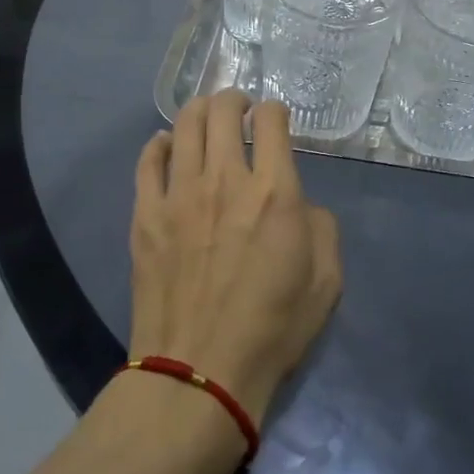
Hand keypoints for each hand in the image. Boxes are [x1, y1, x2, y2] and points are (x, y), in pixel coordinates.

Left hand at [129, 92, 341, 425]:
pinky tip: (168, 146)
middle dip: (235, 99)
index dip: (275, 111)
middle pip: (223, 109)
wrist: (199, 375)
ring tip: (207, 119)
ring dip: (200, 111)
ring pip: (185, 124)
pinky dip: (161, 143)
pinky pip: (149, 160)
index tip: (274, 121)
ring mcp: (180, 194)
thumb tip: (301, 204)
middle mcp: (226, 179)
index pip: (271, 119)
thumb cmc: (272, 330)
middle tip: (239, 109)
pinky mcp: (146, 214)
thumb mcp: (326, 281)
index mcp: (275, 192)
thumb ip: (322, 227)